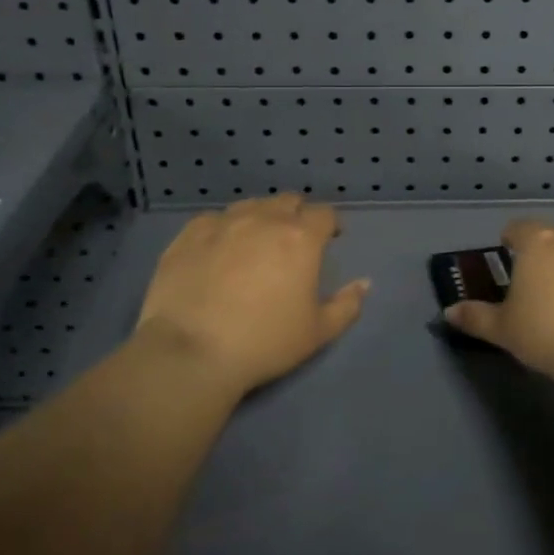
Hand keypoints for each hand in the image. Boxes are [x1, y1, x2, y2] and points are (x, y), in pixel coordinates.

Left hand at [133, 195, 369, 395]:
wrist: (191, 352)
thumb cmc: (264, 343)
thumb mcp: (318, 333)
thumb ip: (347, 305)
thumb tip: (364, 283)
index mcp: (300, 237)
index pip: (324, 214)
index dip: (330, 224)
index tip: (330, 238)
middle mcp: (264, 219)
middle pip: (287, 201)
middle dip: (296, 215)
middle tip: (293, 241)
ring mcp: (223, 222)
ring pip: (250, 205)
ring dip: (260, 217)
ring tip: (255, 242)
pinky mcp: (189, 234)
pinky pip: (213, 219)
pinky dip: (223, 228)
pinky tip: (218, 249)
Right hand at [443, 219, 553, 381]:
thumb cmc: (546, 331)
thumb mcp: (503, 329)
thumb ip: (476, 317)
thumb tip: (449, 312)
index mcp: (539, 242)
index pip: (519, 228)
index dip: (510, 239)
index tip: (505, 253)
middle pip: (553, 237)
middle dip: (542, 254)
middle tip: (532, 282)